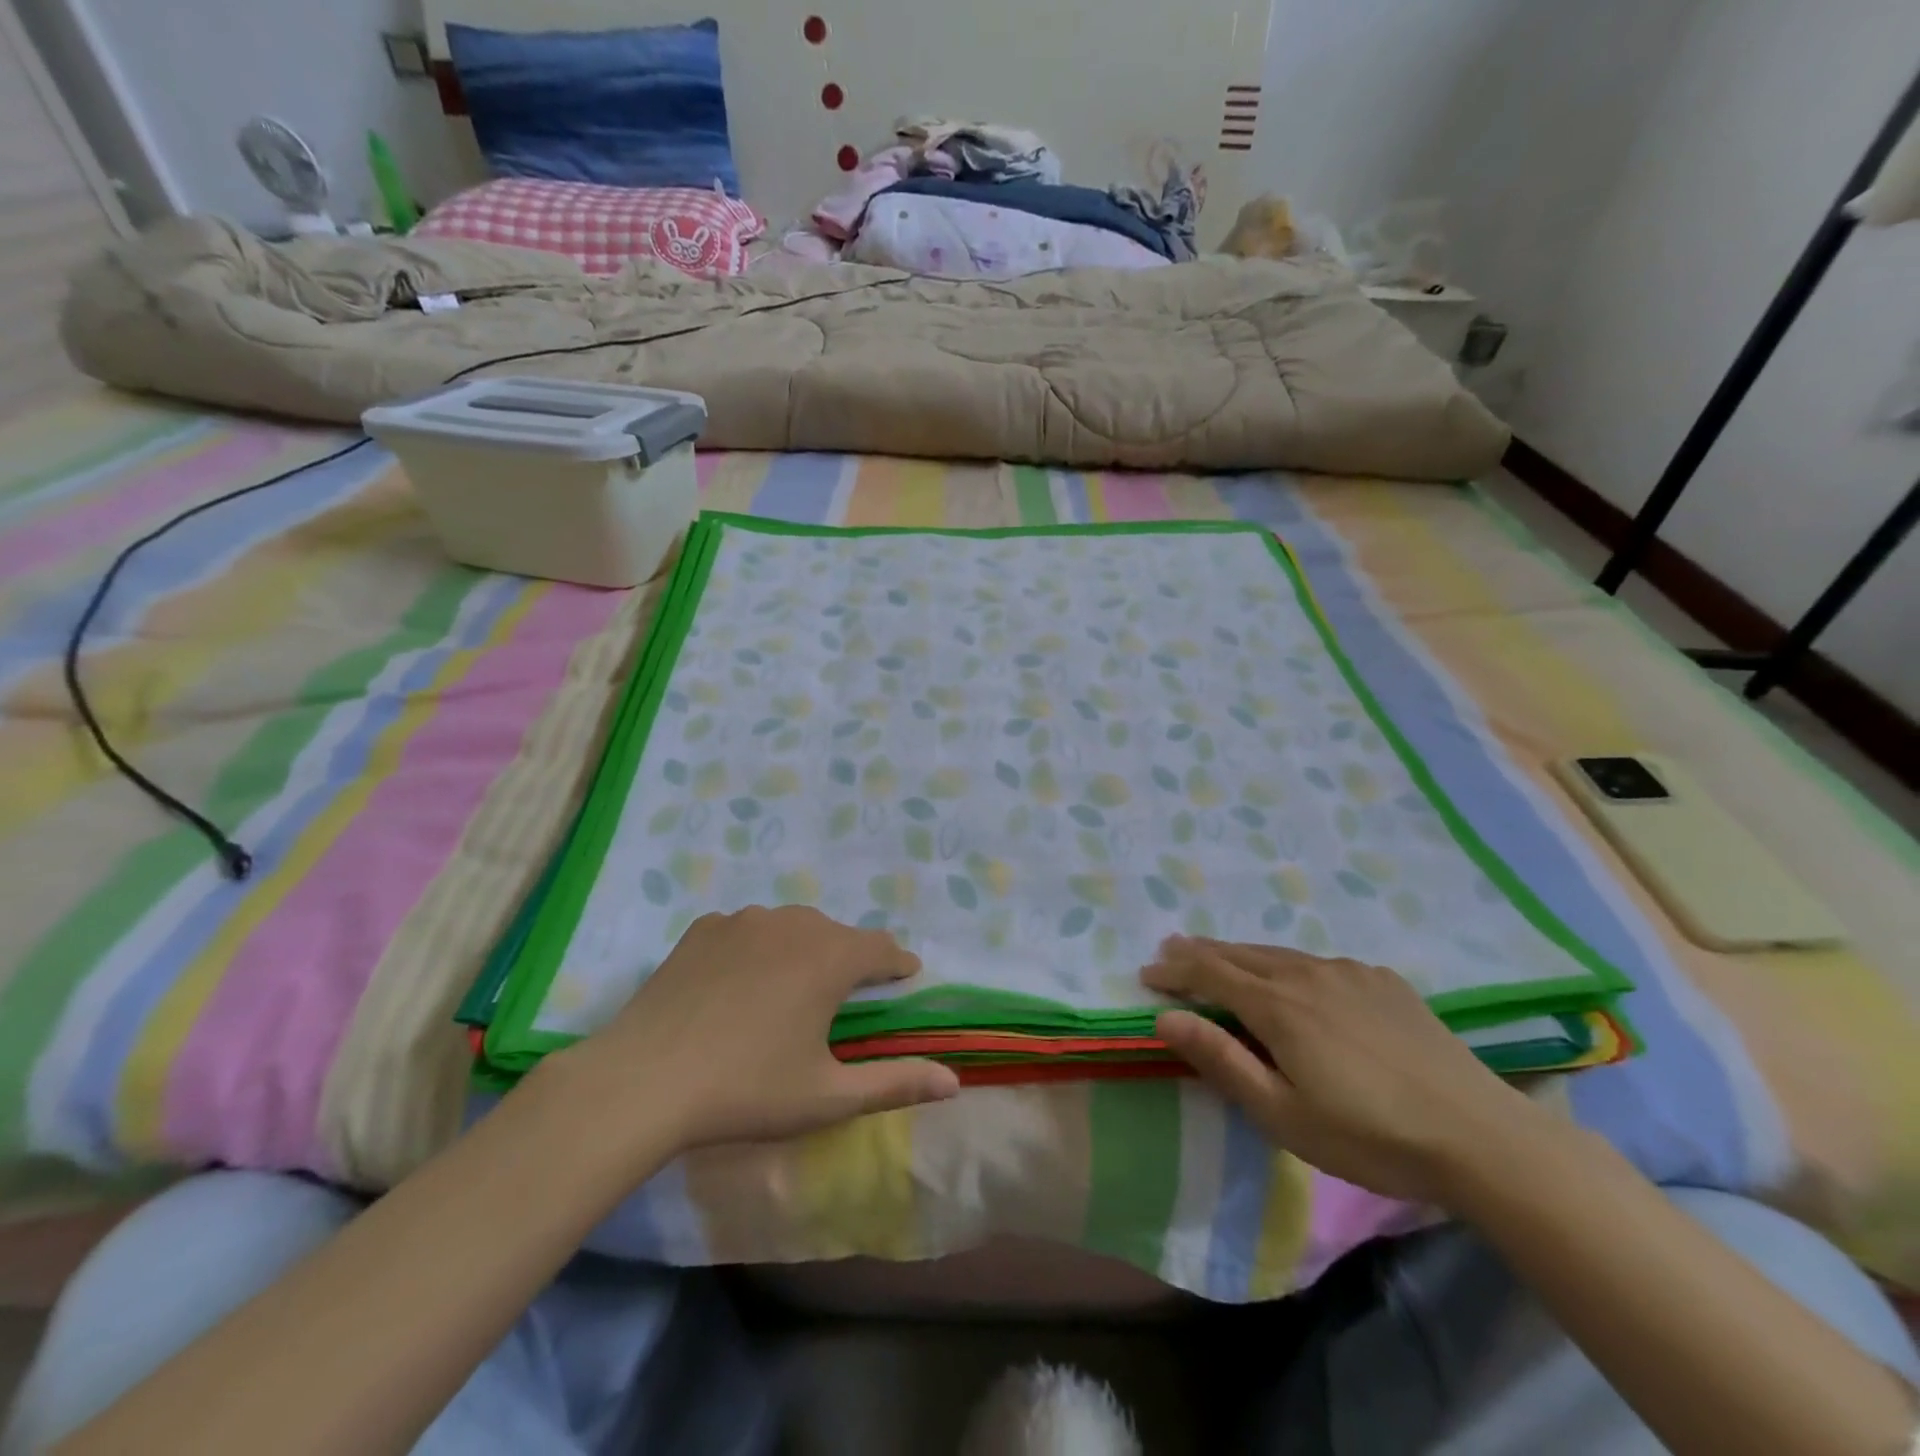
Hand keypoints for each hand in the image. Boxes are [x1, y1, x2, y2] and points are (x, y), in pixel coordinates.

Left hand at [564, 906, 959, 1152]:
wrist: (643, 1080)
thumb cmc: (746, 1090)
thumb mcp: (827, 1096)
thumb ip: (895, 1083)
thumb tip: (954, 1082)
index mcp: (831, 958)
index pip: (882, 949)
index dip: (897, 965)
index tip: (903, 978)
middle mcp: (794, 924)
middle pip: (838, 934)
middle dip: (850, 960)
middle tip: (841, 998)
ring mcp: (745, 920)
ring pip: (793, 925)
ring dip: (804, 949)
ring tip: (790, 988)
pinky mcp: (705, 928)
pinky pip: (748, 929)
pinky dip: (757, 947)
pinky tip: (739, 982)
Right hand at [1142, 937, 1557, 1204]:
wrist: (1481, 1136)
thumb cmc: (1369, 1136)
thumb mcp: (1282, 1114)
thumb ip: (1221, 1060)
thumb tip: (1165, 1018)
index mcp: (1278, 1005)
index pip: (1209, 973)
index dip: (1174, 970)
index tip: (1146, 974)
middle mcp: (1308, 973)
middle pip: (1240, 953)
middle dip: (1199, 952)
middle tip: (1170, 952)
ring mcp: (1350, 972)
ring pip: (1280, 953)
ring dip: (1241, 955)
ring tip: (1221, 958)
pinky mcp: (1384, 981)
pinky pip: (1321, 963)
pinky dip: (1289, 964)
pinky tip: (1296, 979)